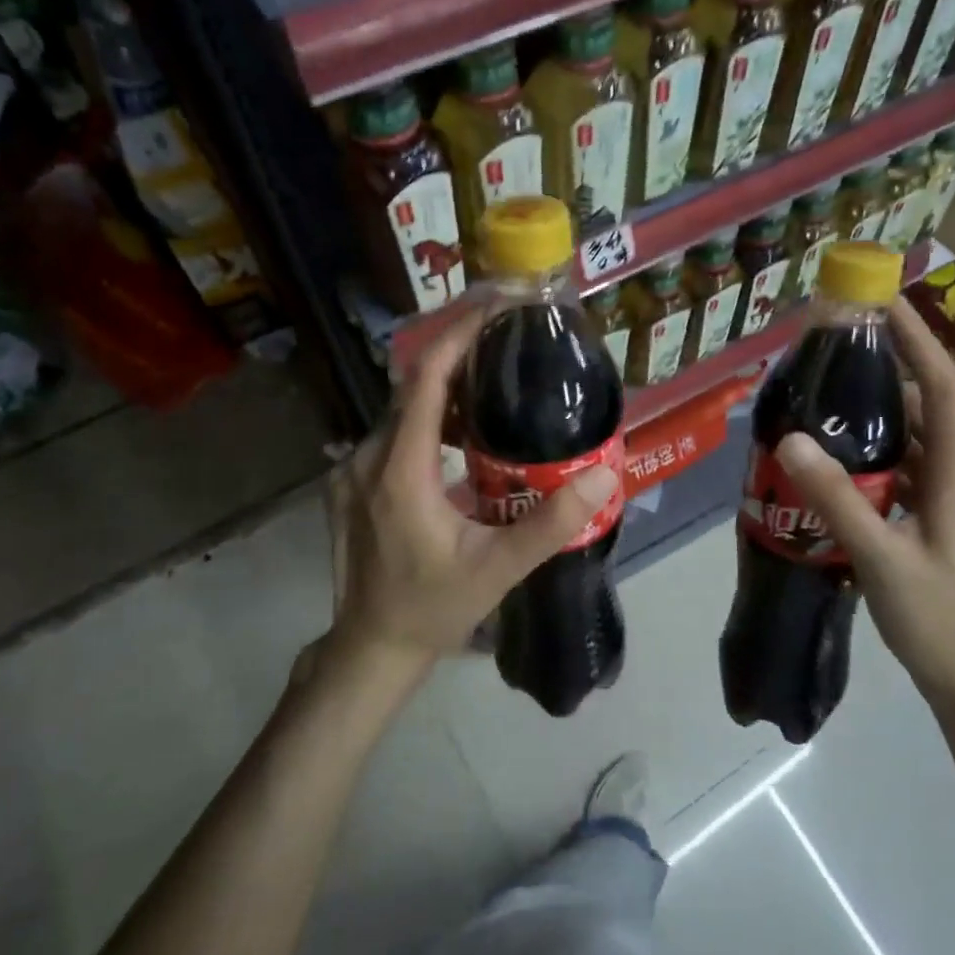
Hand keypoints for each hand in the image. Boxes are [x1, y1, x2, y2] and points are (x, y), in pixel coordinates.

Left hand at [322, 310, 619, 676]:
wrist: (371, 647)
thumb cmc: (433, 607)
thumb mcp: (498, 569)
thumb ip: (550, 523)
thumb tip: (603, 474)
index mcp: (401, 469)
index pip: (426, 378)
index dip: (459, 335)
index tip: (497, 307)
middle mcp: (369, 457)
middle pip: (413, 385)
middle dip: (458, 352)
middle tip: (509, 337)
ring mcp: (353, 470)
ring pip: (402, 409)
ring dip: (446, 387)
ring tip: (495, 377)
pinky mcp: (351, 483)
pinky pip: (392, 432)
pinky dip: (429, 416)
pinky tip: (463, 430)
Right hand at [776, 297, 954, 728]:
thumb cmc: (937, 619)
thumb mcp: (879, 558)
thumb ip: (835, 500)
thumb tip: (789, 439)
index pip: (941, 388)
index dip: (917, 340)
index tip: (882, 302)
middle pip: (923, 405)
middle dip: (885, 368)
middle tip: (831, 348)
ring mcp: (945, 497)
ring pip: (908, 437)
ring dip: (872, 412)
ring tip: (821, 394)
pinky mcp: (930, 518)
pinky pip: (899, 467)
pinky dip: (869, 451)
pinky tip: (830, 459)